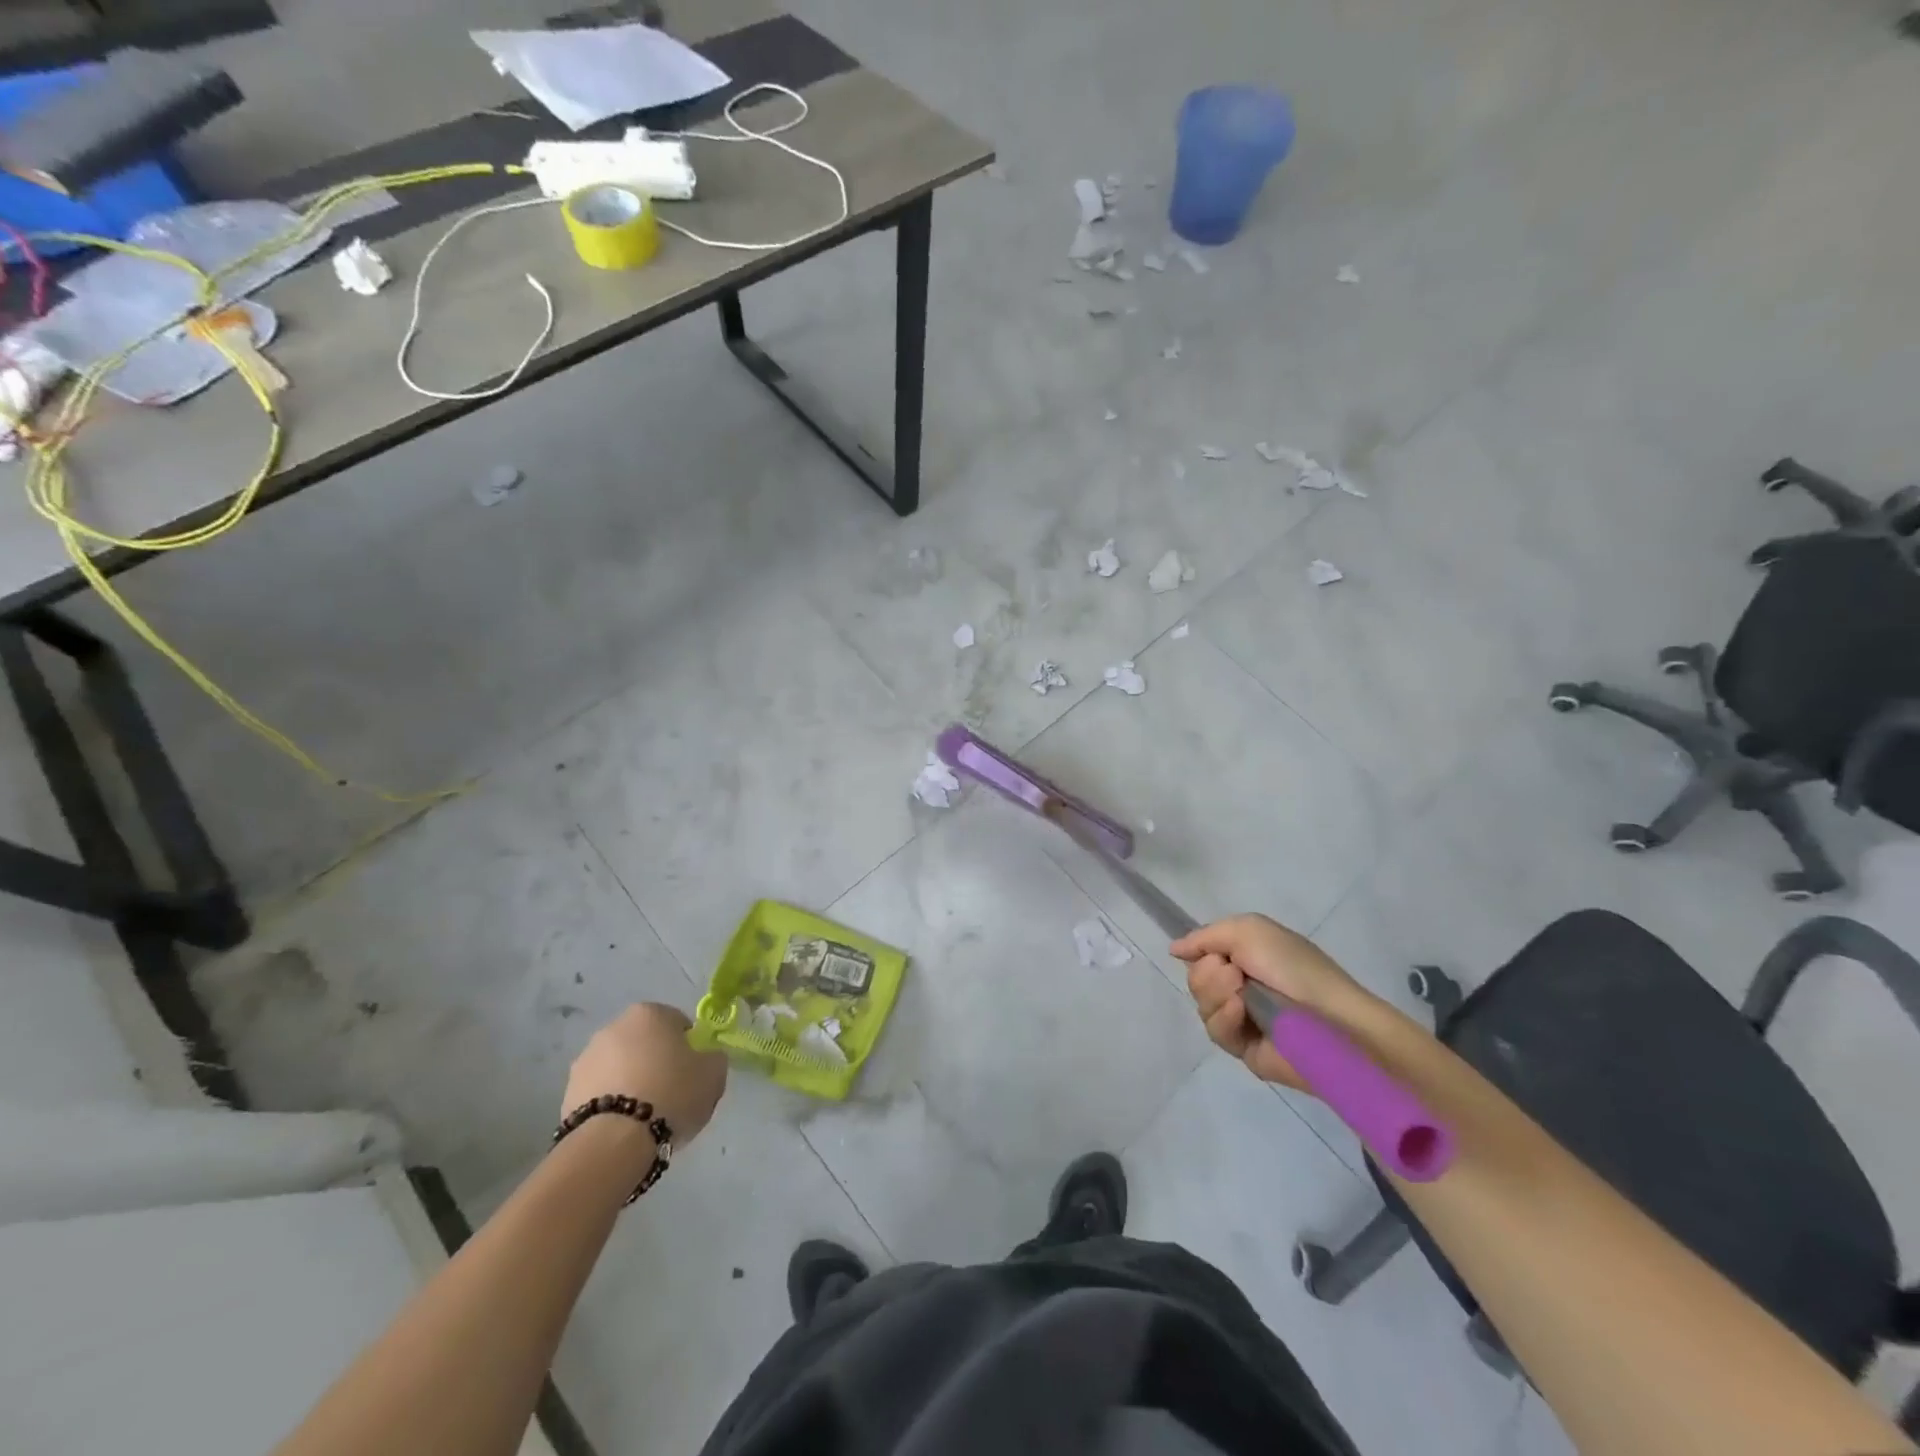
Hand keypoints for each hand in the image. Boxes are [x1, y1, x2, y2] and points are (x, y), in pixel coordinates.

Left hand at [563, 1004, 727, 1145]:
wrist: (613, 1141)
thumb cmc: (671, 1094)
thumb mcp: (713, 1073)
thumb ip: (713, 1058)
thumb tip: (705, 1058)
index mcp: (649, 1013)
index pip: (678, 1024)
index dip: (689, 1049)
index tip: (693, 1074)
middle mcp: (614, 1027)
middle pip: (645, 1044)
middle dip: (656, 1063)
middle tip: (671, 1094)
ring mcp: (585, 1059)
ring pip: (620, 1068)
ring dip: (631, 1082)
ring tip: (644, 1118)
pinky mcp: (567, 1092)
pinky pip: (600, 1093)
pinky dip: (611, 1104)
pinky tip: (623, 1128)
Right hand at [1171, 915, 1370, 1091]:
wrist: (1331, 1019)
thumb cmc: (1294, 968)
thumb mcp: (1249, 930)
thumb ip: (1206, 936)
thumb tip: (1174, 950)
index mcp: (1246, 957)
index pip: (1202, 955)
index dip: (1199, 953)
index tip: (1207, 953)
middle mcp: (1241, 986)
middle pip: (1196, 980)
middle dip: (1206, 974)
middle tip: (1233, 973)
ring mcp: (1242, 1018)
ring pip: (1202, 1005)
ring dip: (1215, 994)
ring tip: (1240, 993)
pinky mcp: (1244, 1048)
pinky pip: (1215, 1032)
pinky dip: (1224, 1018)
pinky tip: (1241, 1012)